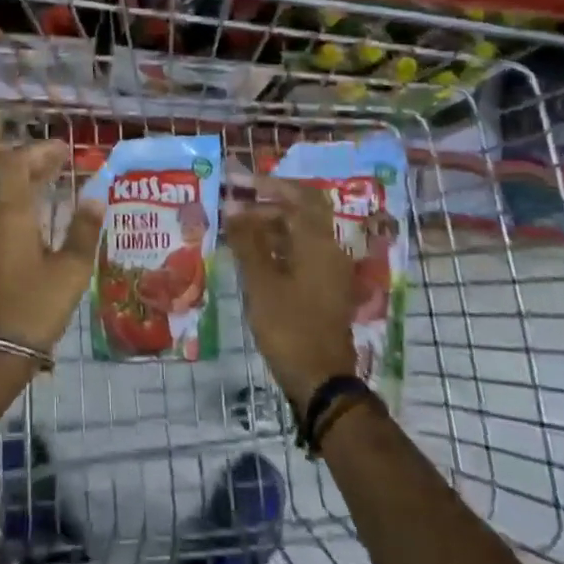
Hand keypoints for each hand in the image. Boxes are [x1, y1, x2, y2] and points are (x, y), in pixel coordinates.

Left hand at [0, 141, 103, 352]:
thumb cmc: (36, 304)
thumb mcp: (70, 268)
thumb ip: (83, 230)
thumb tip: (95, 198)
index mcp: (12, 214)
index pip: (18, 165)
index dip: (40, 151)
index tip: (66, 149)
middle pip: (11, 176)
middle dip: (37, 162)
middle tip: (66, 159)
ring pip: (8, 194)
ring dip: (32, 181)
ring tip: (61, 178)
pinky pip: (8, 212)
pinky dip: (28, 201)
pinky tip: (49, 213)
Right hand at [225, 178, 358, 406]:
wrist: (321, 381)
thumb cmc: (289, 327)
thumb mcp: (261, 282)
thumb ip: (247, 240)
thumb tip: (232, 204)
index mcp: (319, 244)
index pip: (300, 196)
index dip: (271, 184)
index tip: (241, 183)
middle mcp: (331, 251)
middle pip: (302, 213)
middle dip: (268, 204)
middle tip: (234, 207)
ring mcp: (330, 272)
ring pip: (301, 235)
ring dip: (271, 226)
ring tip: (236, 231)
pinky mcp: (325, 290)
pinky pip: (302, 255)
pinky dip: (279, 248)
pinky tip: (253, 257)